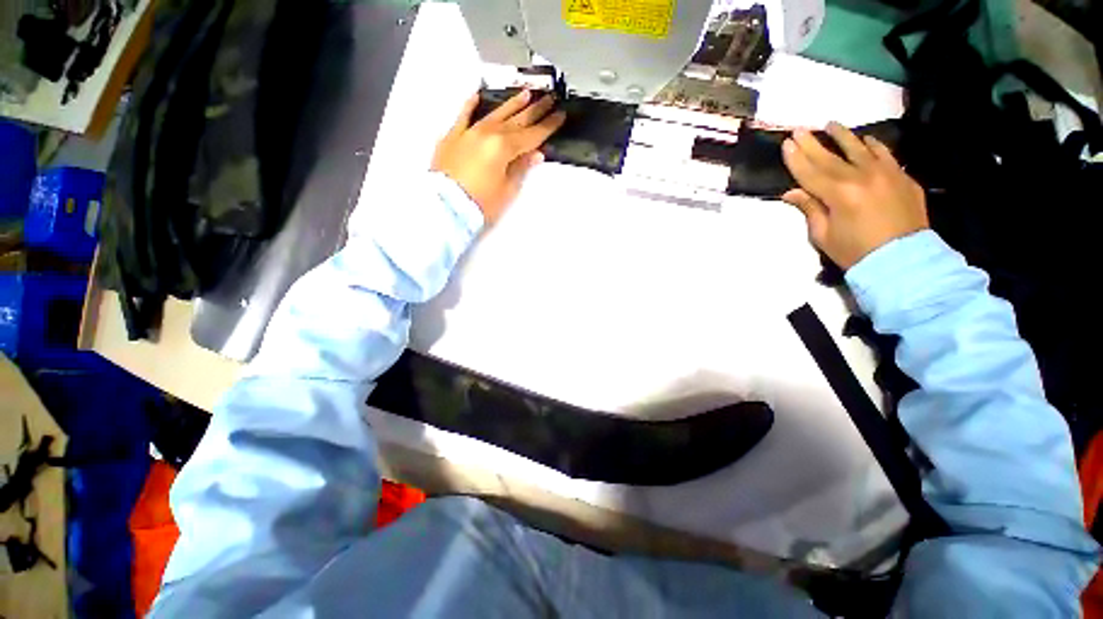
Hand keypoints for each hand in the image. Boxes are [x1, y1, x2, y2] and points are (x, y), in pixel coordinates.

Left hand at [431, 90, 566, 223]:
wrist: (445, 206)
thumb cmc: (481, 202)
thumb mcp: (507, 189)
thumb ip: (521, 167)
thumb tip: (535, 153)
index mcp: (504, 147)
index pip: (532, 134)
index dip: (548, 125)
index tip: (560, 114)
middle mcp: (488, 133)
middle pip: (517, 120)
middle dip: (536, 109)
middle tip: (550, 98)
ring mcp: (469, 132)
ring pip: (495, 113)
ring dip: (512, 103)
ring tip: (527, 93)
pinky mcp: (453, 136)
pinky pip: (464, 115)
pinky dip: (471, 104)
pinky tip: (478, 94)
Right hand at [781, 122, 928, 269]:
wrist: (903, 262)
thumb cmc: (855, 252)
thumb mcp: (823, 235)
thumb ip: (809, 209)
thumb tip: (792, 193)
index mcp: (839, 194)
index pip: (811, 172)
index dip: (796, 158)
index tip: (786, 143)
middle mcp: (862, 177)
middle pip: (831, 157)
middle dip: (813, 143)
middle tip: (800, 129)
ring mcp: (886, 174)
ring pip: (860, 148)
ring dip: (843, 136)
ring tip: (831, 124)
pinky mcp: (903, 177)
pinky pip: (885, 154)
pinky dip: (873, 145)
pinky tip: (865, 140)